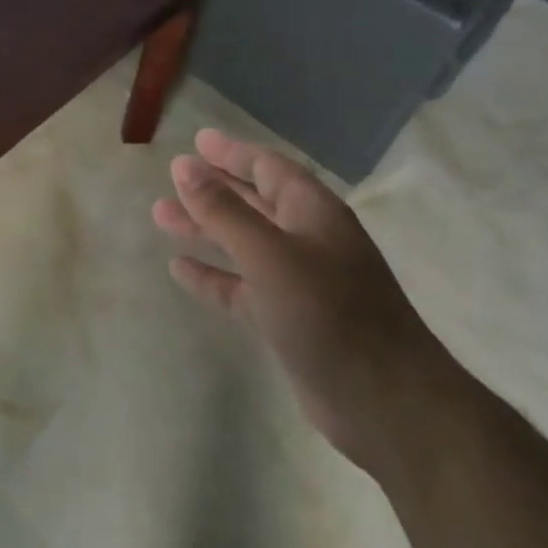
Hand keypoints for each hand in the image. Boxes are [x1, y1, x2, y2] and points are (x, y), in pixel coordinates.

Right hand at [153, 128, 450, 475]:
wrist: (387, 406)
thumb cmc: (330, 313)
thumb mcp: (269, 255)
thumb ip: (224, 211)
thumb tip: (184, 167)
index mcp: (312, 212)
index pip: (268, 167)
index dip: (232, 153)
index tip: (197, 142)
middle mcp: (306, 239)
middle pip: (253, 202)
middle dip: (212, 188)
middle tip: (171, 177)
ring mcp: (298, 282)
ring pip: (242, 243)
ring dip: (205, 228)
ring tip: (160, 216)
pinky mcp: (288, 320)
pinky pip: (241, 287)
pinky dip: (213, 275)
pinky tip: (178, 269)